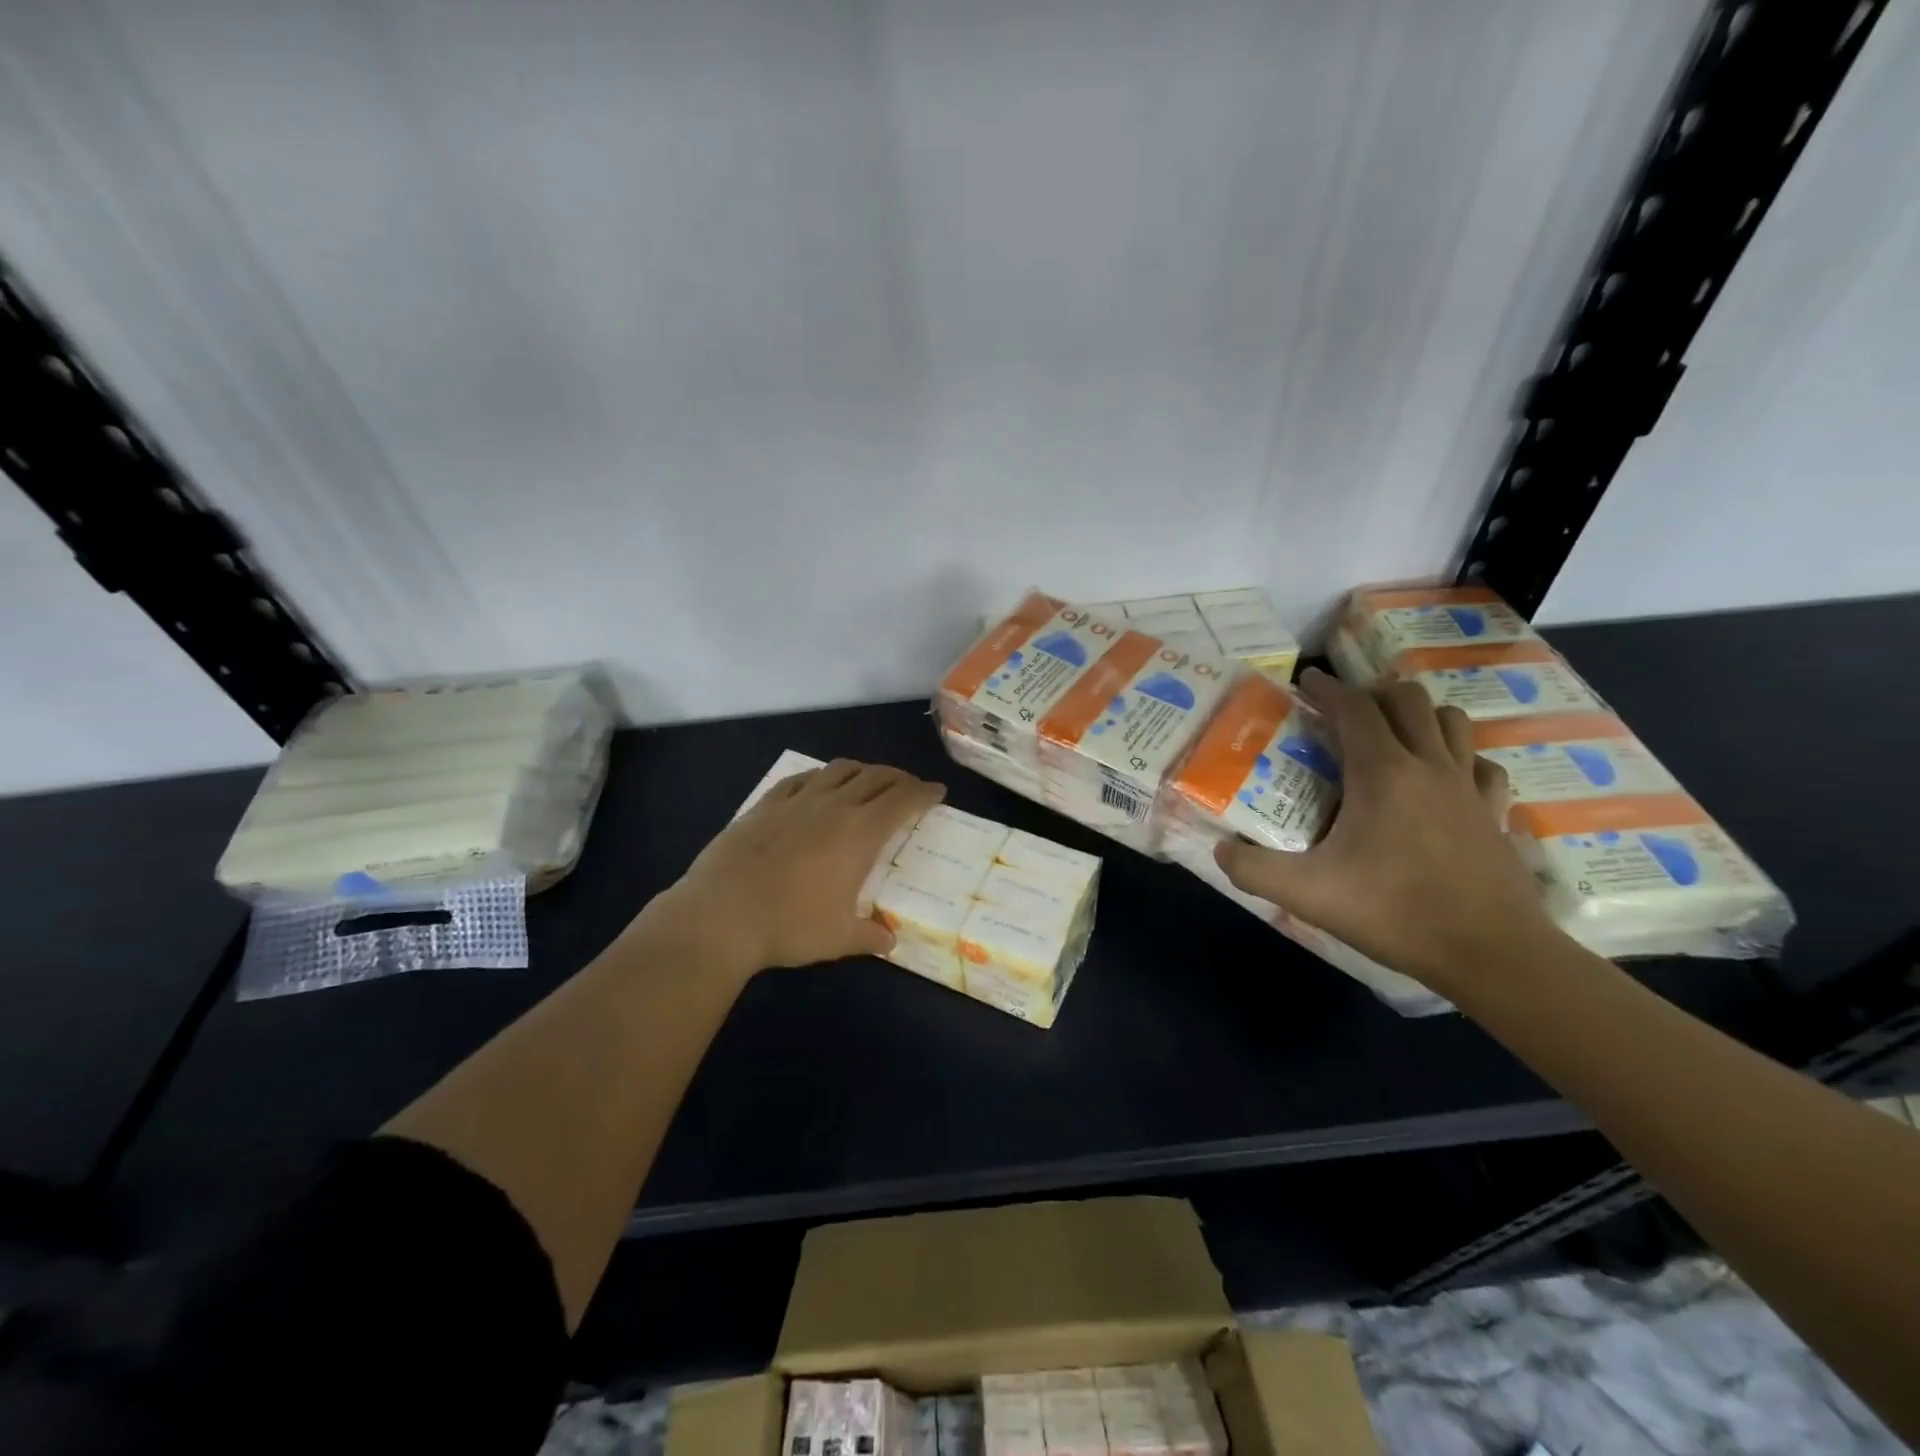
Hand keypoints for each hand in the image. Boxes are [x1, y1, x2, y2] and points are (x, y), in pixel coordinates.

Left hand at [646, 759, 943, 975]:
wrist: (722, 913)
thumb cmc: (790, 925)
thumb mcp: (838, 938)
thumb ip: (869, 936)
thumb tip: (890, 941)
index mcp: (861, 833)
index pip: (903, 800)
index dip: (924, 793)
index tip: (937, 792)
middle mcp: (835, 805)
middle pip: (876, 777)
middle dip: (899, 778)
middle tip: (909, 788)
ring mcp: (799, 800)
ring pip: (840, 769)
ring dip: (863, 770)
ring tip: (869, 780)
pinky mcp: (767, 803)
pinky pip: (803, 778)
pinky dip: (822, 775)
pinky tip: (820, 784)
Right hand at [1214, 668, 1564, 988]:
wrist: (1490, 953)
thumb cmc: (1394, 912)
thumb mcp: (1307, 894)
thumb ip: (1253, 869)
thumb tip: (1219, 851)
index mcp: (1383, 773)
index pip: (1353, 707)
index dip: (1326, 688)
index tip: (1305, 683)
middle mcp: (1429, 765)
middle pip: (1407, 699)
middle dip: (1372, 695)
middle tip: (1344, 715)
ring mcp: (1469, 786)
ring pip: (1451, 720)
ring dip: (1418, 717)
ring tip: (1391, 737)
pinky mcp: (1495, 812)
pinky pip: (1481, 763)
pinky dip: (1459, 757)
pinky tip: (1443, 780)